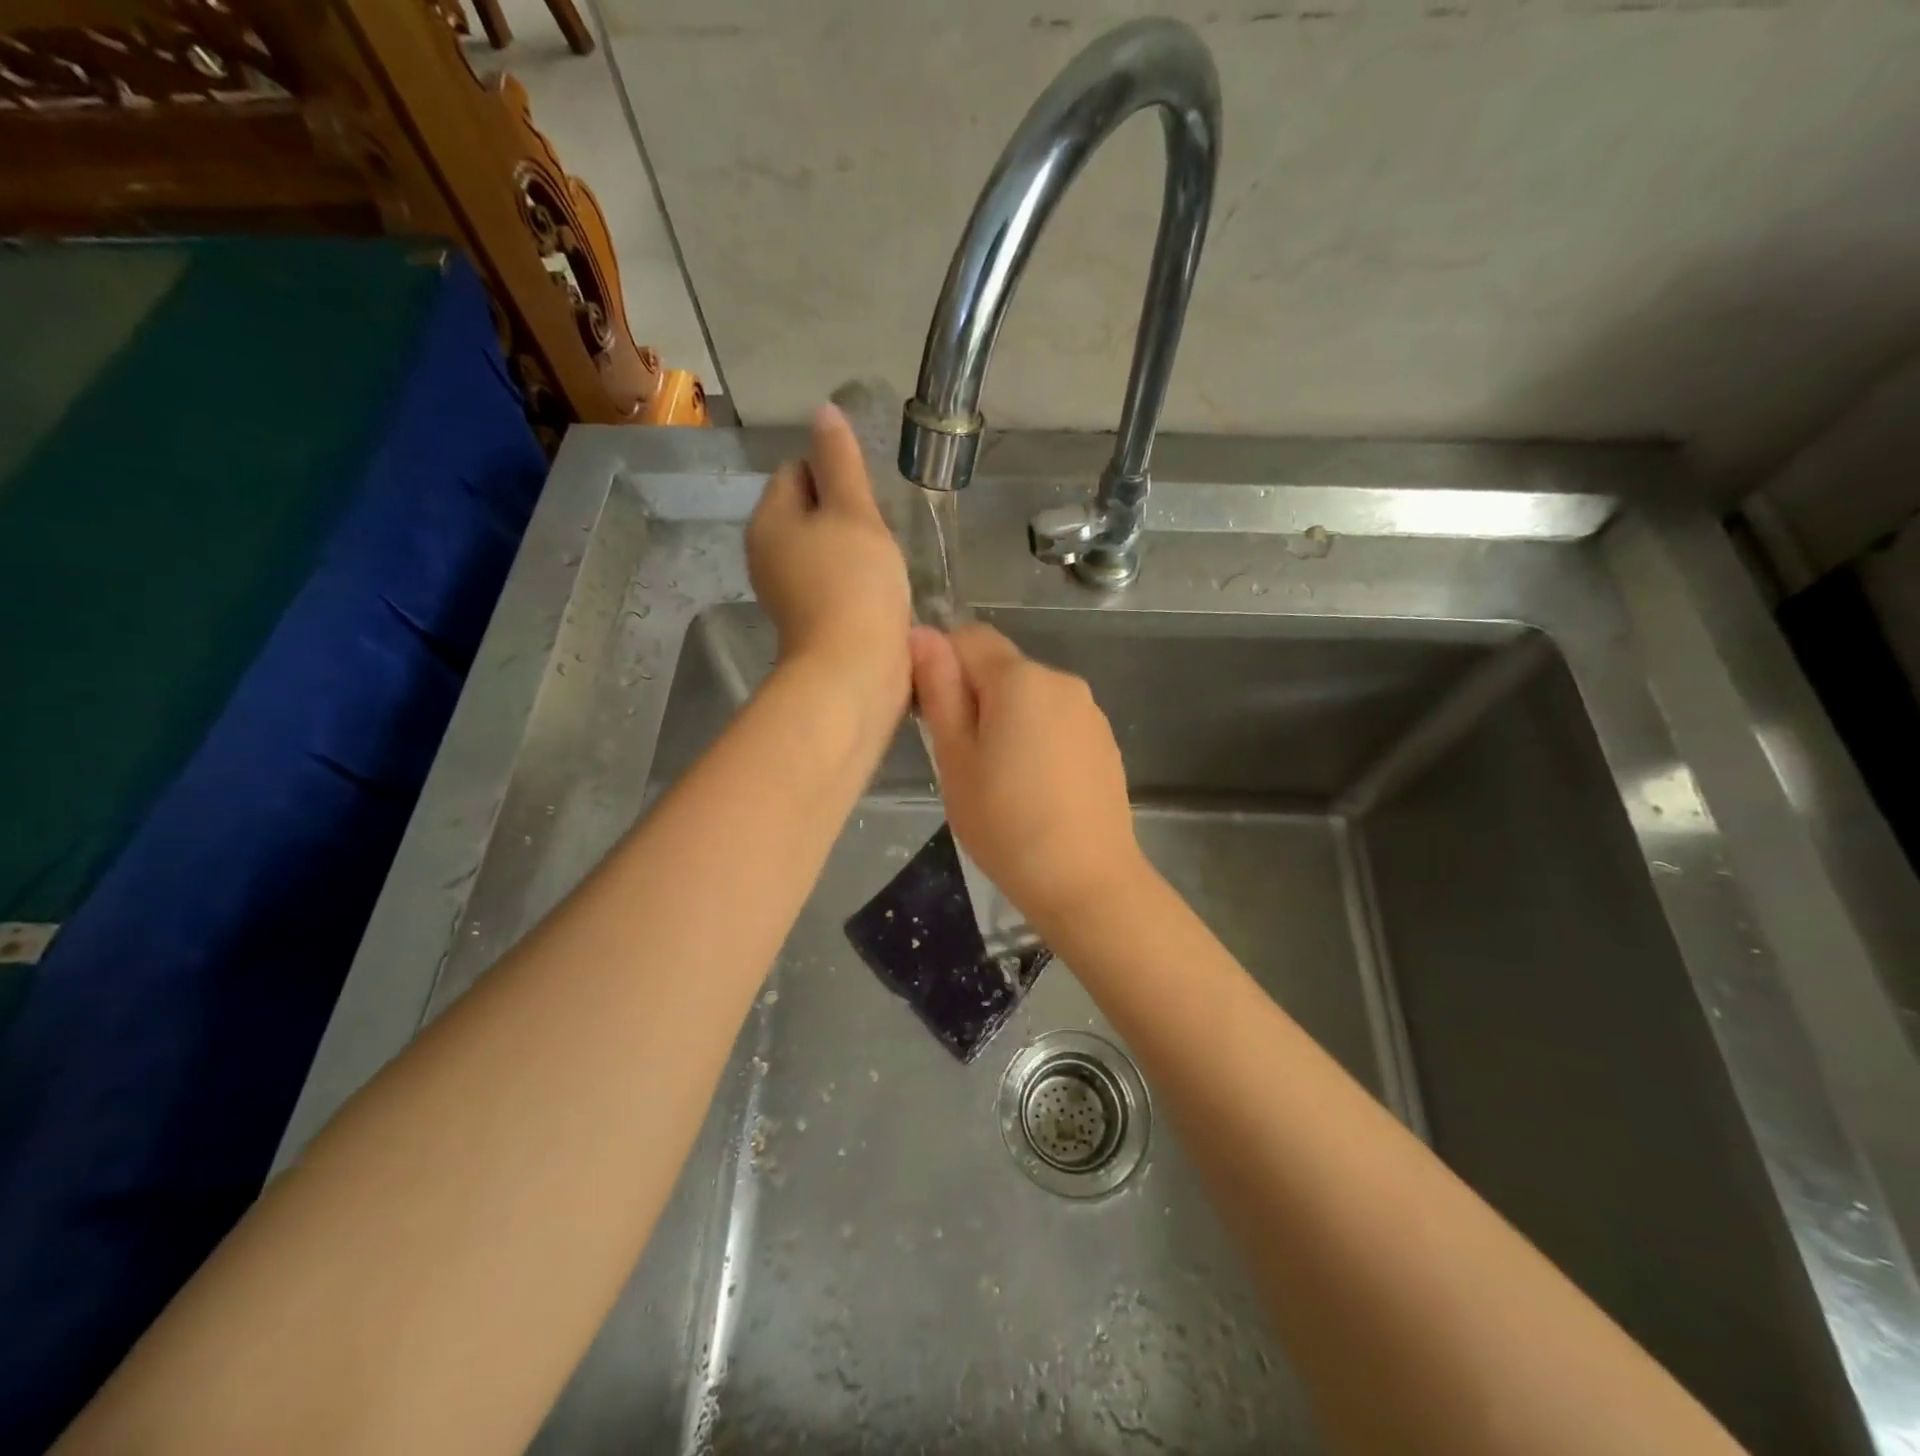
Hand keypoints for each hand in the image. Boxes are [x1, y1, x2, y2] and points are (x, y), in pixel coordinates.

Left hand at [748, 404, 910, 706]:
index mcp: (769, 519)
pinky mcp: (808, 621)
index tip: (868, 500)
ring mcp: (785, 591)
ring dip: (853, 549)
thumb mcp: (853, 511)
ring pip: (823, 548)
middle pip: (809, 510)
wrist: (854, 670)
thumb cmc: (854, 584)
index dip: (835, 474)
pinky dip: (852, 581)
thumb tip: (823, 412)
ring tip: (883, 565)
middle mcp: (766, 553)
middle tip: (879, 533)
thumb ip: (840, 461)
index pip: (797, 470)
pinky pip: (831, 582)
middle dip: (846, 514)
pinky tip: (878, 593)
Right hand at [910, 623, 1145, 925]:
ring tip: (999, 780)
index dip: (942, 665)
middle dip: (974, 696)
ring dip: (1006, 719)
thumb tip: (921, 633)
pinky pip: (1056, 721)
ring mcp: (1089, 711)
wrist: (1087, 882)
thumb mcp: (955, 759)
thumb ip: (939, 691)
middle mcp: (1061, 680)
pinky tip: (1036, 789)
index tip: (935, 717)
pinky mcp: (1104, 741)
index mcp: (1021, 678)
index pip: (968, 637)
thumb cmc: (1006, 824)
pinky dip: (1037, 739)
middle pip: (1001, 667)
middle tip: (963, 758)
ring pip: (1029, 696)